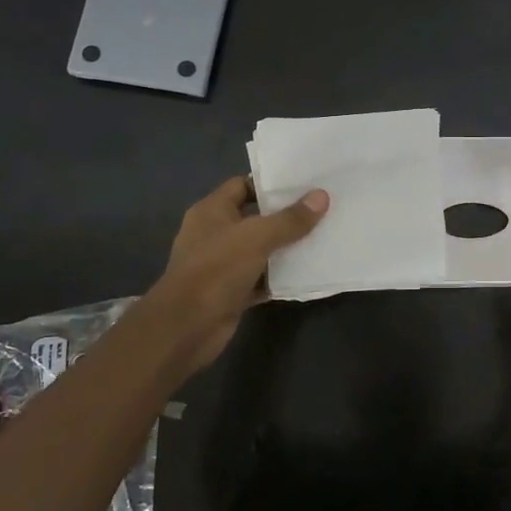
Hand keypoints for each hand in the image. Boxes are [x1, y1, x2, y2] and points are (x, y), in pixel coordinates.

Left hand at [141, 177, 328, 371]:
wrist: (187, 327)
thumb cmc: (216, 269)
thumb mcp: (257, 237)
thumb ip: (290, 219)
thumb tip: (322, 196)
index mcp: (212, 211)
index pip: (243, 185)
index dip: (271, 183)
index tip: (304, 183)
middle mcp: (215, 234)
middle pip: (255, 217)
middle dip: (286, 215)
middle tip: (321, 208)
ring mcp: (223, 264)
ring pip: (261, 249)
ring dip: (287, 247)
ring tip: (322, 236)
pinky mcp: (232, 291)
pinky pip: (263, 278)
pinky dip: (281, 276)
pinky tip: (309, 271)